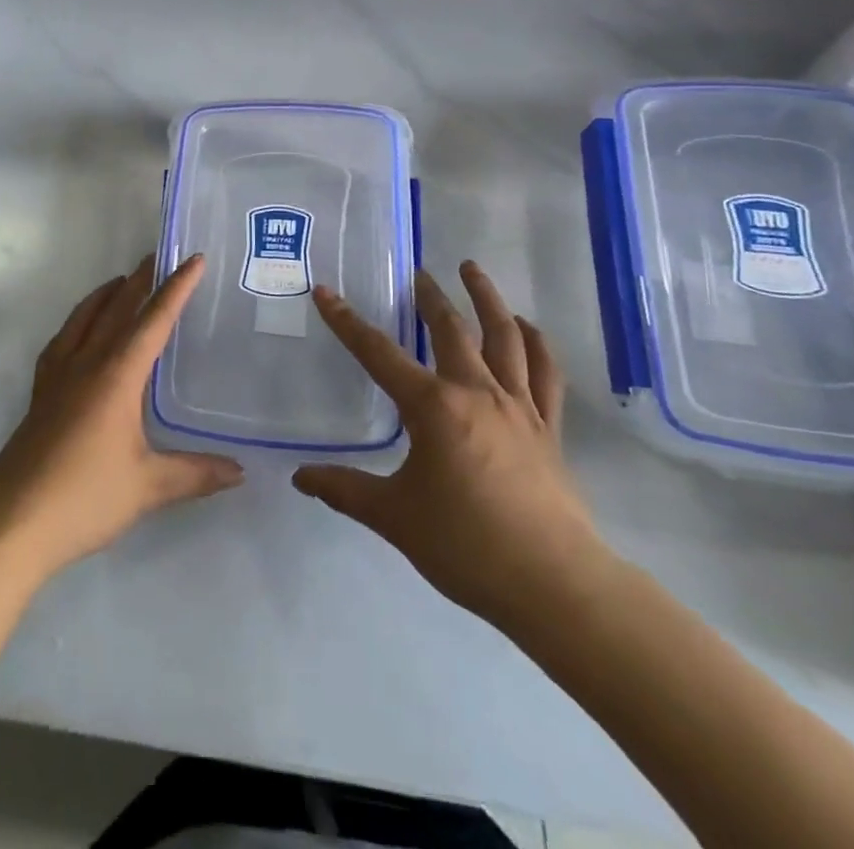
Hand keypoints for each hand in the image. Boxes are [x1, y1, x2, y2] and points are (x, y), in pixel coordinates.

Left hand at [0, 255, 243, 579]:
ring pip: (84, 319)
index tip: (193, 259)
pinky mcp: (40, 393)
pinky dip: (77, 323)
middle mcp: (86, 364)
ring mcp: (57, 376)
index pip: (153, 320)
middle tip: (159, 256)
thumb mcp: (149, 487)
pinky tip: (79, 332)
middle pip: (116, 309)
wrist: (13, 522)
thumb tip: (240, 471)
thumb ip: (196, 474)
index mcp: (116, 375)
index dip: (176, 288)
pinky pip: (61, 341)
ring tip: (122, 281)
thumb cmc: (85, 498)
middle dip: (140, 280)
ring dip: (106, 295)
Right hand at [293, 262, 607, 639]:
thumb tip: (299, 478)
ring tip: (473, 269)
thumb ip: (344, 490)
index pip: (378, 353)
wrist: (554, 584)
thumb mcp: (394, 517)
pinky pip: (544, 371)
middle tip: (418, 272)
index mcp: (433, 407)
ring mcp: (519, 406)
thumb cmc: (466, 545)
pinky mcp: (549, 426)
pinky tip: (525, 326)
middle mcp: (476, 392)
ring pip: (504, 335)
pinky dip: (535, 342)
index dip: (346, 321)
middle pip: (451, 329)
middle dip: (430, 296)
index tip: (325, 292)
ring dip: (487, 298)